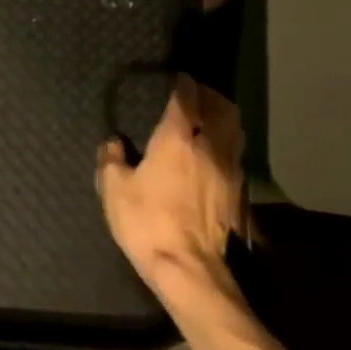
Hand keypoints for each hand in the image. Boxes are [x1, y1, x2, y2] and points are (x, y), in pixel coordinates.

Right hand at [97, 76, 245, 294]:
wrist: (190, 270)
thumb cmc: (148, 223)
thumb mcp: (114, 191)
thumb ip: (111, 160)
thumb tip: (113, 144)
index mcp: (178, 138)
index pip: (187, 98)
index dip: (184, 84)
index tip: (178, 79)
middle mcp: (210, 146)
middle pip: (223, 109)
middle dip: (211, 96)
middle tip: (197, 95)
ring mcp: (230, 170)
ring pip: (235, 131)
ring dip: (224, 119)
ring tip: (209, 120)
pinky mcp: (239, 194)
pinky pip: (237, 155)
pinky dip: (228, 145)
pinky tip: (214, 155)